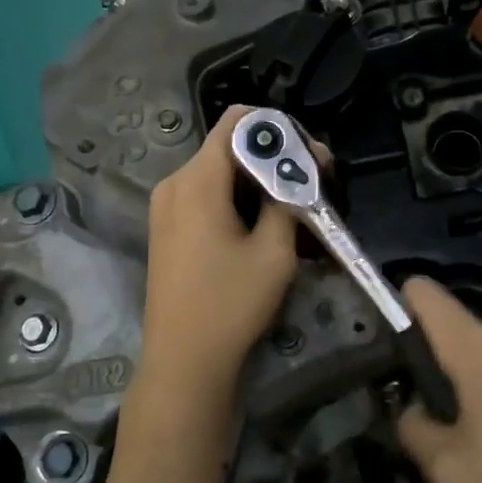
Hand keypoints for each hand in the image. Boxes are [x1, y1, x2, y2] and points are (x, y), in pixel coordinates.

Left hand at [136, 106, 300, 404]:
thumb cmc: (231, 304)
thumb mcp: (274, 251)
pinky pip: (206, 197)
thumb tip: (301, 170)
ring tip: (296, 209)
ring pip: (220, 174)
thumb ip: (288, 199)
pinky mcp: (167, 229)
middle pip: (229, 148)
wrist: (183, 361)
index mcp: (197, 180)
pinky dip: (238, 201)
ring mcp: (166, 207)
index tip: (309, 155)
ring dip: (258, 183)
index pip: (237, 121)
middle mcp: (174, 183)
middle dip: (274, 160)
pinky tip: (265, 226)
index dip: (278, 129)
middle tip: (315, 184)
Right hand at [396, 278, 481, 482]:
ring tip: (466, 444)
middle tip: (426, 419)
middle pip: (451, 332)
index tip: (383, 345)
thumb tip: (413, 412)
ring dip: (466, 389)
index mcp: (475, 344)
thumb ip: (414, 430)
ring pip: (480, 359)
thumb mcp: (449, 470)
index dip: (394, 306)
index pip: (422, 292)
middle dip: (433, 367)